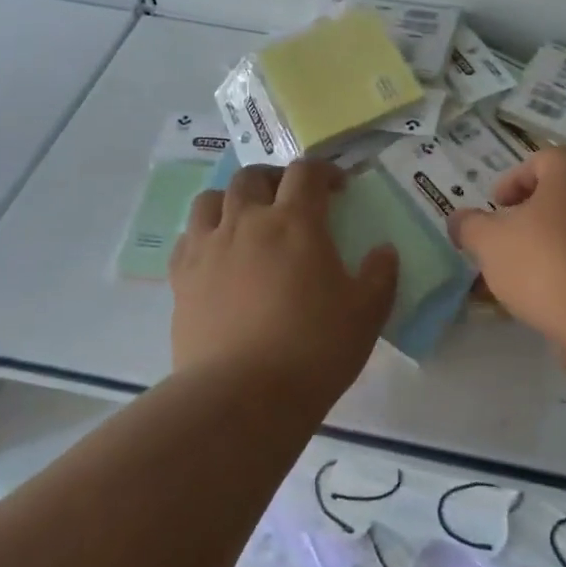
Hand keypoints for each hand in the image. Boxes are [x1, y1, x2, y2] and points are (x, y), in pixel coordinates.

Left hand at [170, 162, 397, 407]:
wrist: (243, 395)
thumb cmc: (314, 349)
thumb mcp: (367, 313)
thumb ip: (380, 275)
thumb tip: (384, 251)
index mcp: (295, 222)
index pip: (306, 172)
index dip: (324, 171)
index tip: (338, 188)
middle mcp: (246, 222)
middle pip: (252, 177)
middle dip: (275, 179)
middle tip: (291, 200)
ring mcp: (208, 248)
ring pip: (211, 200)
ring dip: (233, 200)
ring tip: (247, 221)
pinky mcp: (181, 279)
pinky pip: (187, 238)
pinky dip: (204, 235)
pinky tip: (218, 256)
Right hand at [450, 148, 565, 350]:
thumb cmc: (547, 263)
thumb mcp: (491, 243)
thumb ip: (470, 227)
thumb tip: (458, 219)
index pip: (541, 161)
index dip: (513, 180)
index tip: (495, 206)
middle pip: (560, 195)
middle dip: (528, 216)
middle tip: (504, 240)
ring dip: (548, 245)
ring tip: (520, 276)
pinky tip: (548, 297)